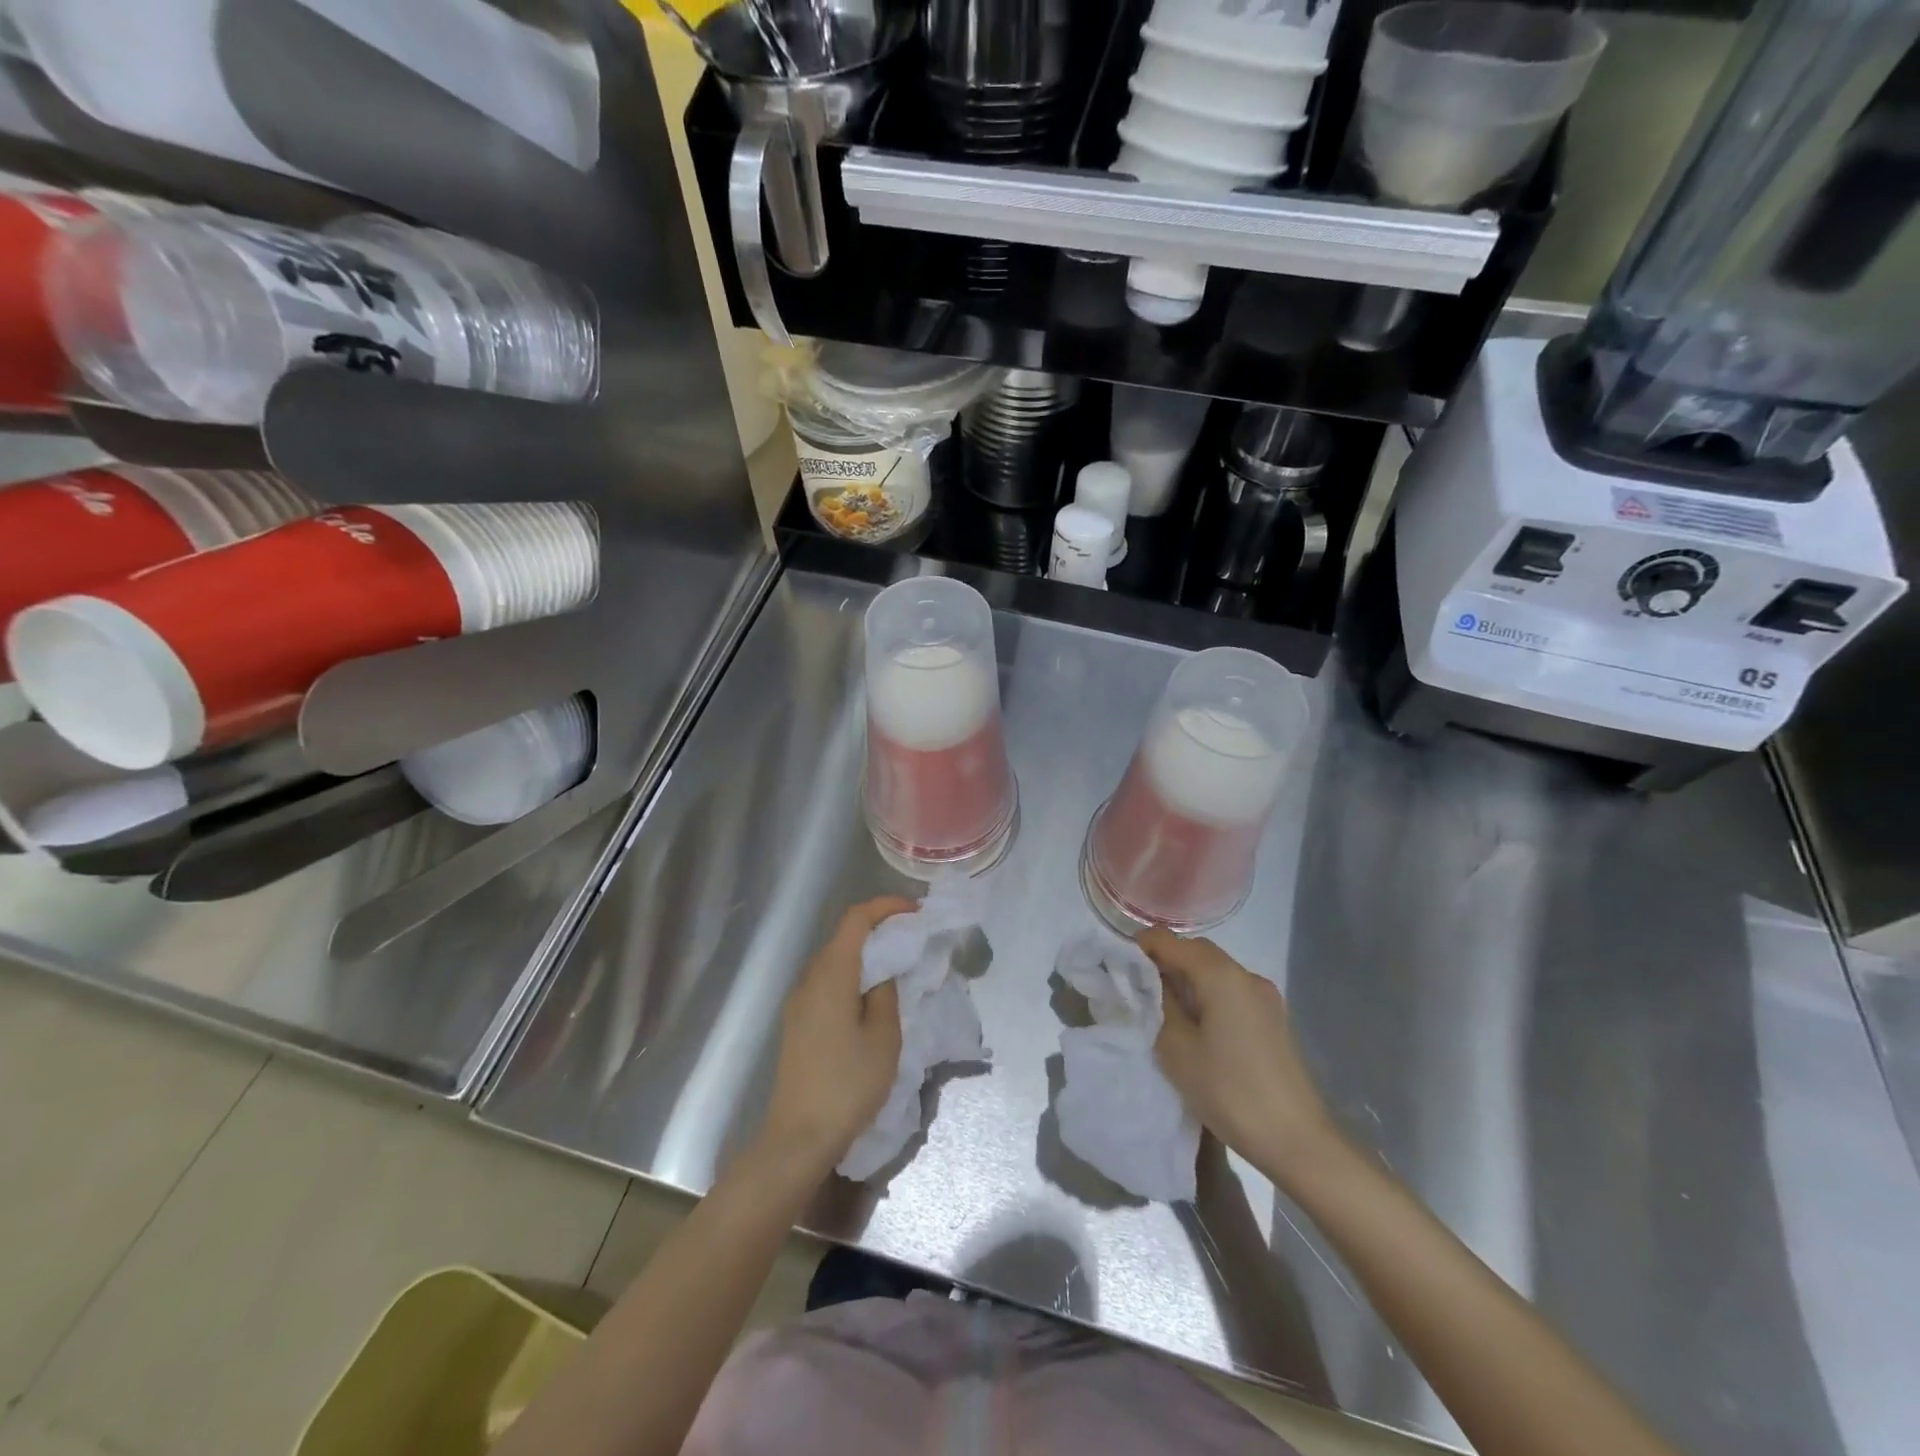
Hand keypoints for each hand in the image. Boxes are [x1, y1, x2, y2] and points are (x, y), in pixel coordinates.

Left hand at [760, 896, 916, 1175]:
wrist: (799, 1136)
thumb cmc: (848, 1084)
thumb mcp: (883, 1037)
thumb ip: (886, 993)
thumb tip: (883, 971)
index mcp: (831, 974)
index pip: (856, 919)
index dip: (886, 907)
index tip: (915, 912)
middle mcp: (810, 978)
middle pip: (844, 936)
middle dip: (879, 928)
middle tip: (913, 938)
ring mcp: (799, 1001)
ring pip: (835, 960)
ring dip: (866, 954)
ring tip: (898, 965)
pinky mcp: (798, 1021)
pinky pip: (828, 982)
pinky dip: (853, 975)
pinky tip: (872, 996)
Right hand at [1144, 929, 1343, 1185]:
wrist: (1298, 1141)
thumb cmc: (1230, 1091)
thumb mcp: (1177, 1048)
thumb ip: (1158, 1005)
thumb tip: (1148, 981)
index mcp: (1221, 975)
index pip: (1170, 941)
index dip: (1141, 947)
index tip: (1118, 967)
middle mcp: (1246, 975)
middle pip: (1196, 951)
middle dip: (1164, 962)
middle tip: (1136, 988)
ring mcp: (1265, 997)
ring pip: (1215, 972)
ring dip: (1186, 980)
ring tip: (1162, 1009)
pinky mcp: (1273, 1019)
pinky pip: (1231, 992)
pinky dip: (1207, 995)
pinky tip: (1195, 1025)